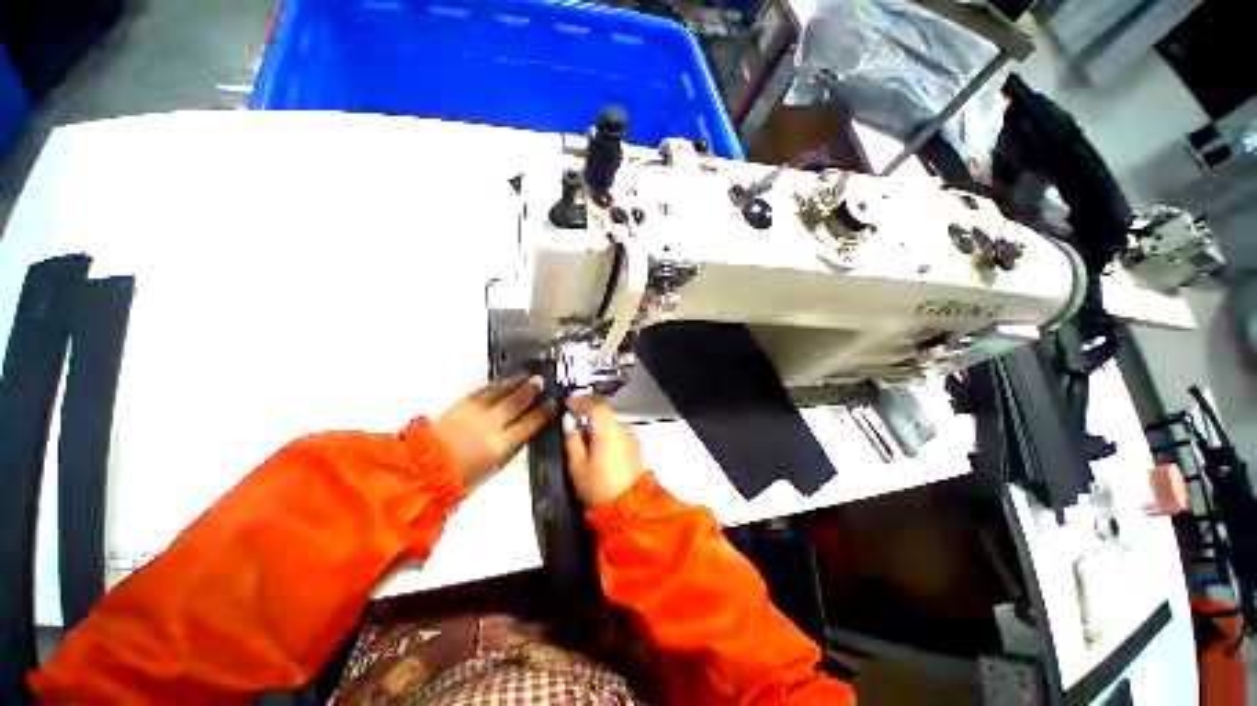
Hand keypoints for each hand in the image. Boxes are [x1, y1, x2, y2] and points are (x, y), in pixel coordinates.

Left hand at [433, 376, 555, 487]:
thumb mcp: (491, 469)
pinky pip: (481, 392)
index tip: (552, 404)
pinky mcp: (458, 407)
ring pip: (498, 393)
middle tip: (540, 380)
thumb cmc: (459, 479)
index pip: (528, 425)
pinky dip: (493, 386)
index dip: (542, 413)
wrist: (421, 471)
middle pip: (514, 403)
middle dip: (529, 391)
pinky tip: (499, 383)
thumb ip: (508, 450)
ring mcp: (473, 413)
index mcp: (499, 445)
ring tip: (524, 375)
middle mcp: (489, 425)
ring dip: (513, 383)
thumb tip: (520, 436)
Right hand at [564, 396, 645, 506]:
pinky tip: (597, 450)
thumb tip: (570, 422)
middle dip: (587, 415)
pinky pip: (616, 432)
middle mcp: (623, 428)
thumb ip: (572, 439)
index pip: (595, 405)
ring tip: (584, 444)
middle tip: (572, 424)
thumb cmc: (599, 487)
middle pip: (603, 414)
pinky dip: (605, 434)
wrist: (629, 507)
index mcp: (608, 431)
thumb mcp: (577, 465)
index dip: (580, 401)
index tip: (568, 401)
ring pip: (609, 423)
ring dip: (596, 426)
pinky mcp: (634, 445)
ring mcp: (631, 436)